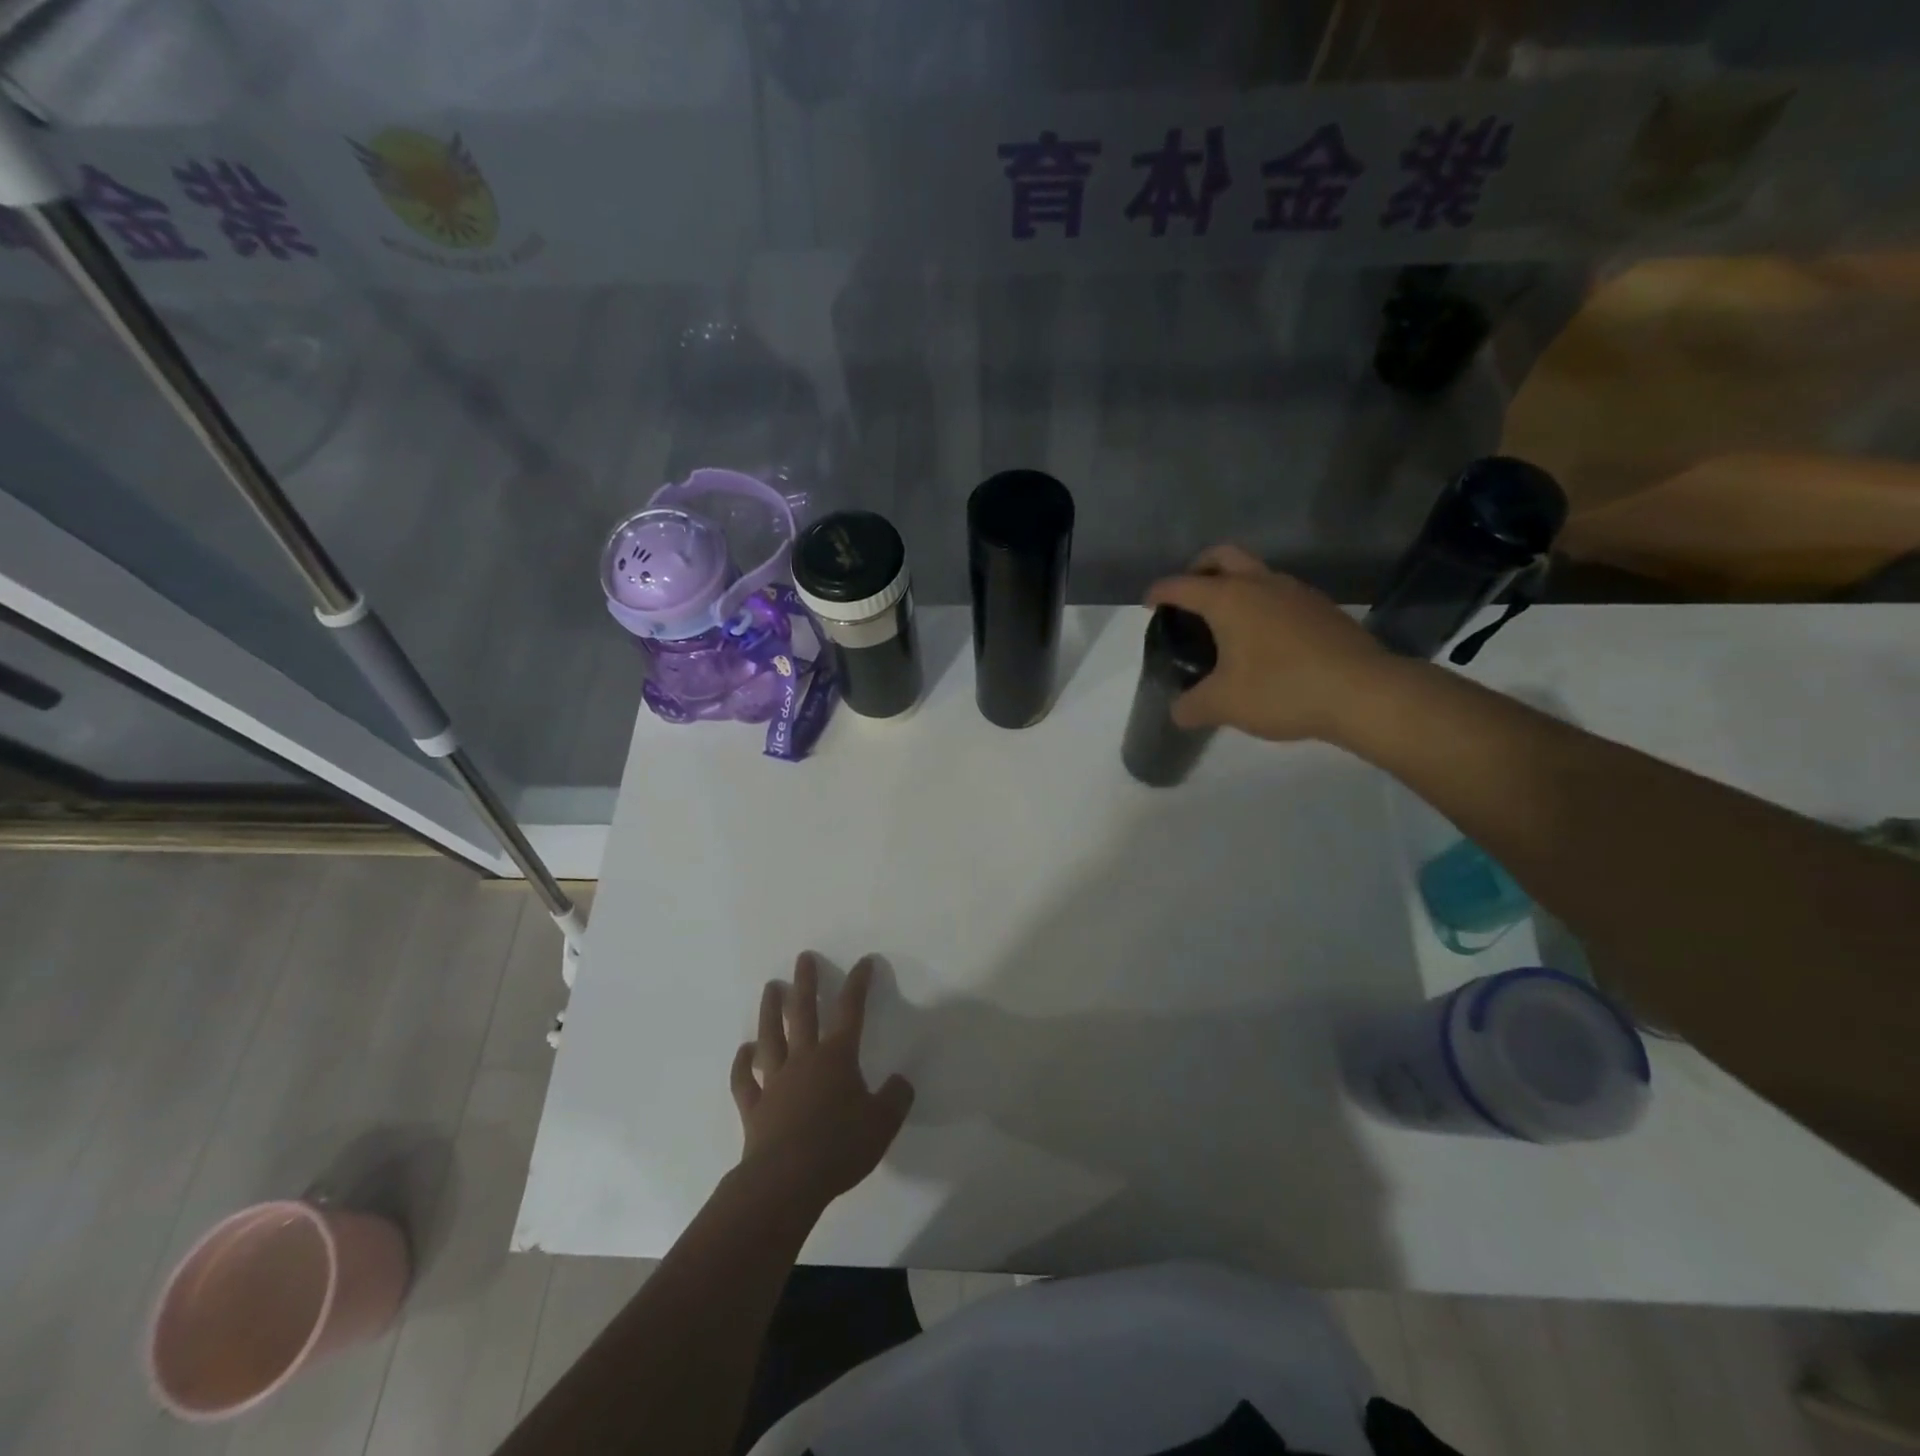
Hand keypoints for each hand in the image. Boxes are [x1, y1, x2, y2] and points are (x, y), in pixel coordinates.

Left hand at [730, 953, 914, 1211]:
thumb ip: (895, 1098)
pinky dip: (742, 1063)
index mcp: (837, 1057)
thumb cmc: (839, 1147)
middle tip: (803, 958)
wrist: (786, 1181)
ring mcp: (774, 1081)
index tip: (864, 962)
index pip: (851, 1011)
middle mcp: (803, 1060)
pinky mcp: (754, 1107)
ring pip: (771, 1037)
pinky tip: (744, 1051)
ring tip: (771, 987)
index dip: (858, 984)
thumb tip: (901, 1081)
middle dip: (805, 982)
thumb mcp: (883, 1123)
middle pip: (803, 1012)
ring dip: (770, 1010)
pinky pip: (744, 1080)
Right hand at [1145, 544, 1399, 743]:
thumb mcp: (1223, 705)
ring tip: (1225, 622)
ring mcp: (1296, 592)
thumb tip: (1178, 711)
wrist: (1363, 692)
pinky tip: (1263, 640)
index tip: (1148, 604)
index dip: (1159, 593)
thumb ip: (1191, 706)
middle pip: (1221, 556)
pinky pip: (1280, 594)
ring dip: (1234, 585)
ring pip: (1255, 572)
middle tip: (1188, 596)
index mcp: (1228, 599)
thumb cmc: (1281, 689)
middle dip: (1198, 569)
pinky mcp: (1321, 608)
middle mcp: (1260, 583)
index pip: (1181, 585)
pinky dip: (1261, 604)